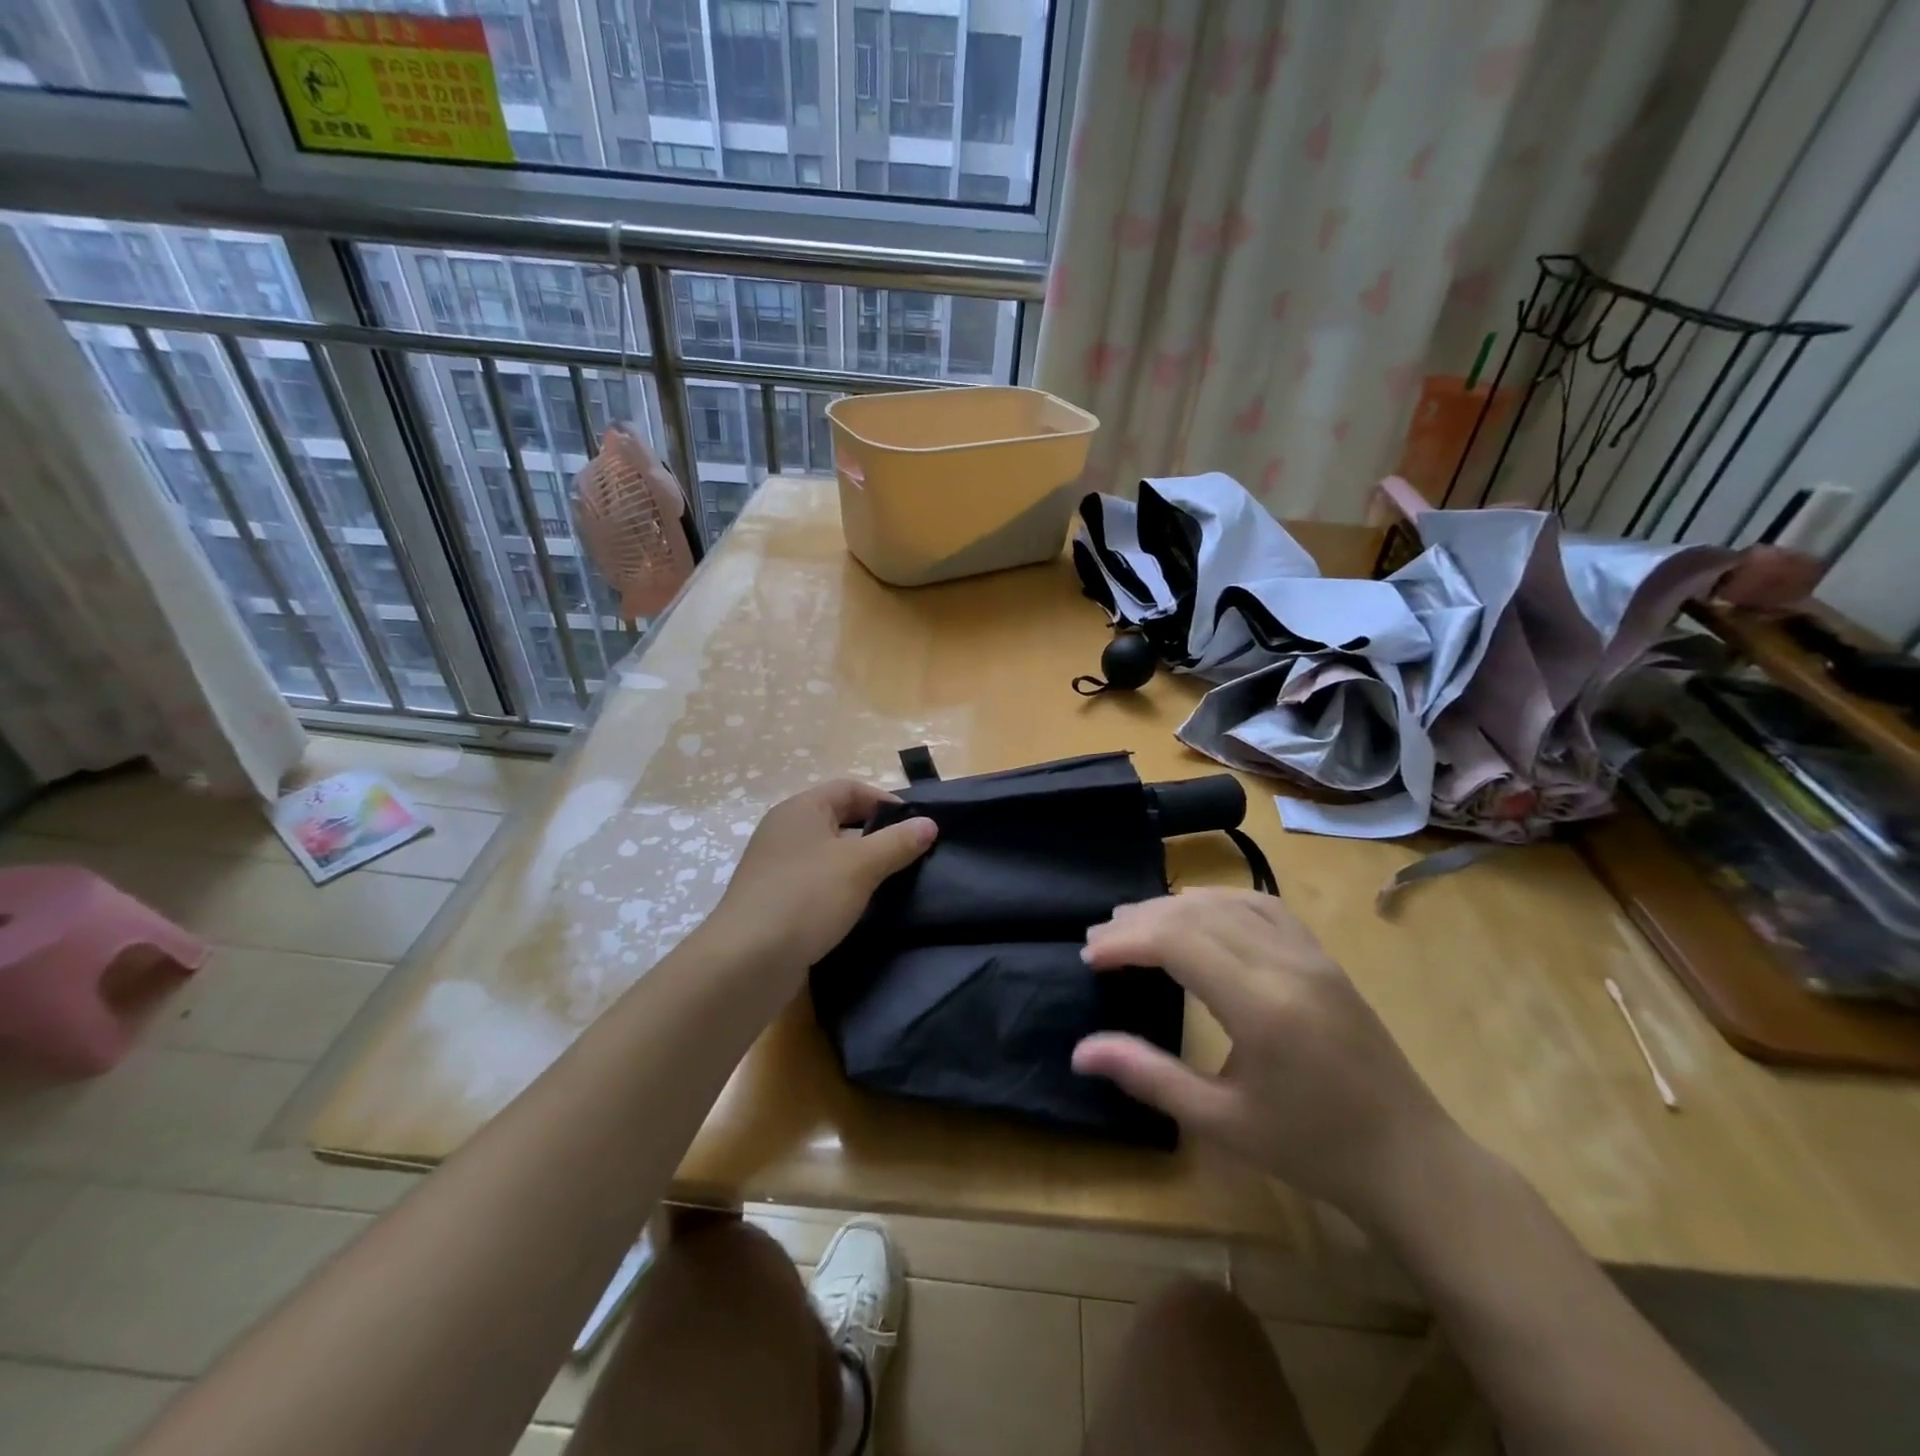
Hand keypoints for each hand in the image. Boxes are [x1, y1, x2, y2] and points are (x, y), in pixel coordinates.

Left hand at [700, 779, 936, 983]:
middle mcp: (784, 830)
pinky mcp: (773, 900)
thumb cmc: (807, 897)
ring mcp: (775, 866)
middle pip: (838, 819)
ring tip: (890, 884)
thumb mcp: (861, 865)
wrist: (747, 961)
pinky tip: (858, 909)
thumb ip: (898, 842)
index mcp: (801, 809)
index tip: (916, 827)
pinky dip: (839, 889)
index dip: (885, 802)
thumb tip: (929, 823)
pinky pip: (815, 882)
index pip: (850, 789)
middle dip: (875, 835)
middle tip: (908, 856)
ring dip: (858, 865)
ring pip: (828, 854)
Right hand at [1071, 889, 1463, 1223]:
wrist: (1411, 1161)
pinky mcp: (1324, 957)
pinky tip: (1198, 913)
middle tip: (1098, 940)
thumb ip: (1149, 1076)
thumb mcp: (1222, 1123)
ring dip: (1175, 906)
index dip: (1127, 941)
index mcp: (1262, 1004)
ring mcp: (1311, 954)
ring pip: (1229, 902)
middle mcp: (1287, 963)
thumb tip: (1080, 1051)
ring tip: (1134, 921)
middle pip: (1197, 914)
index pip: (1179, 941)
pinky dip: (1219, 901)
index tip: (1089, 956)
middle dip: (1140, 920)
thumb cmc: (1312, 1149)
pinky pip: (1264, 907)